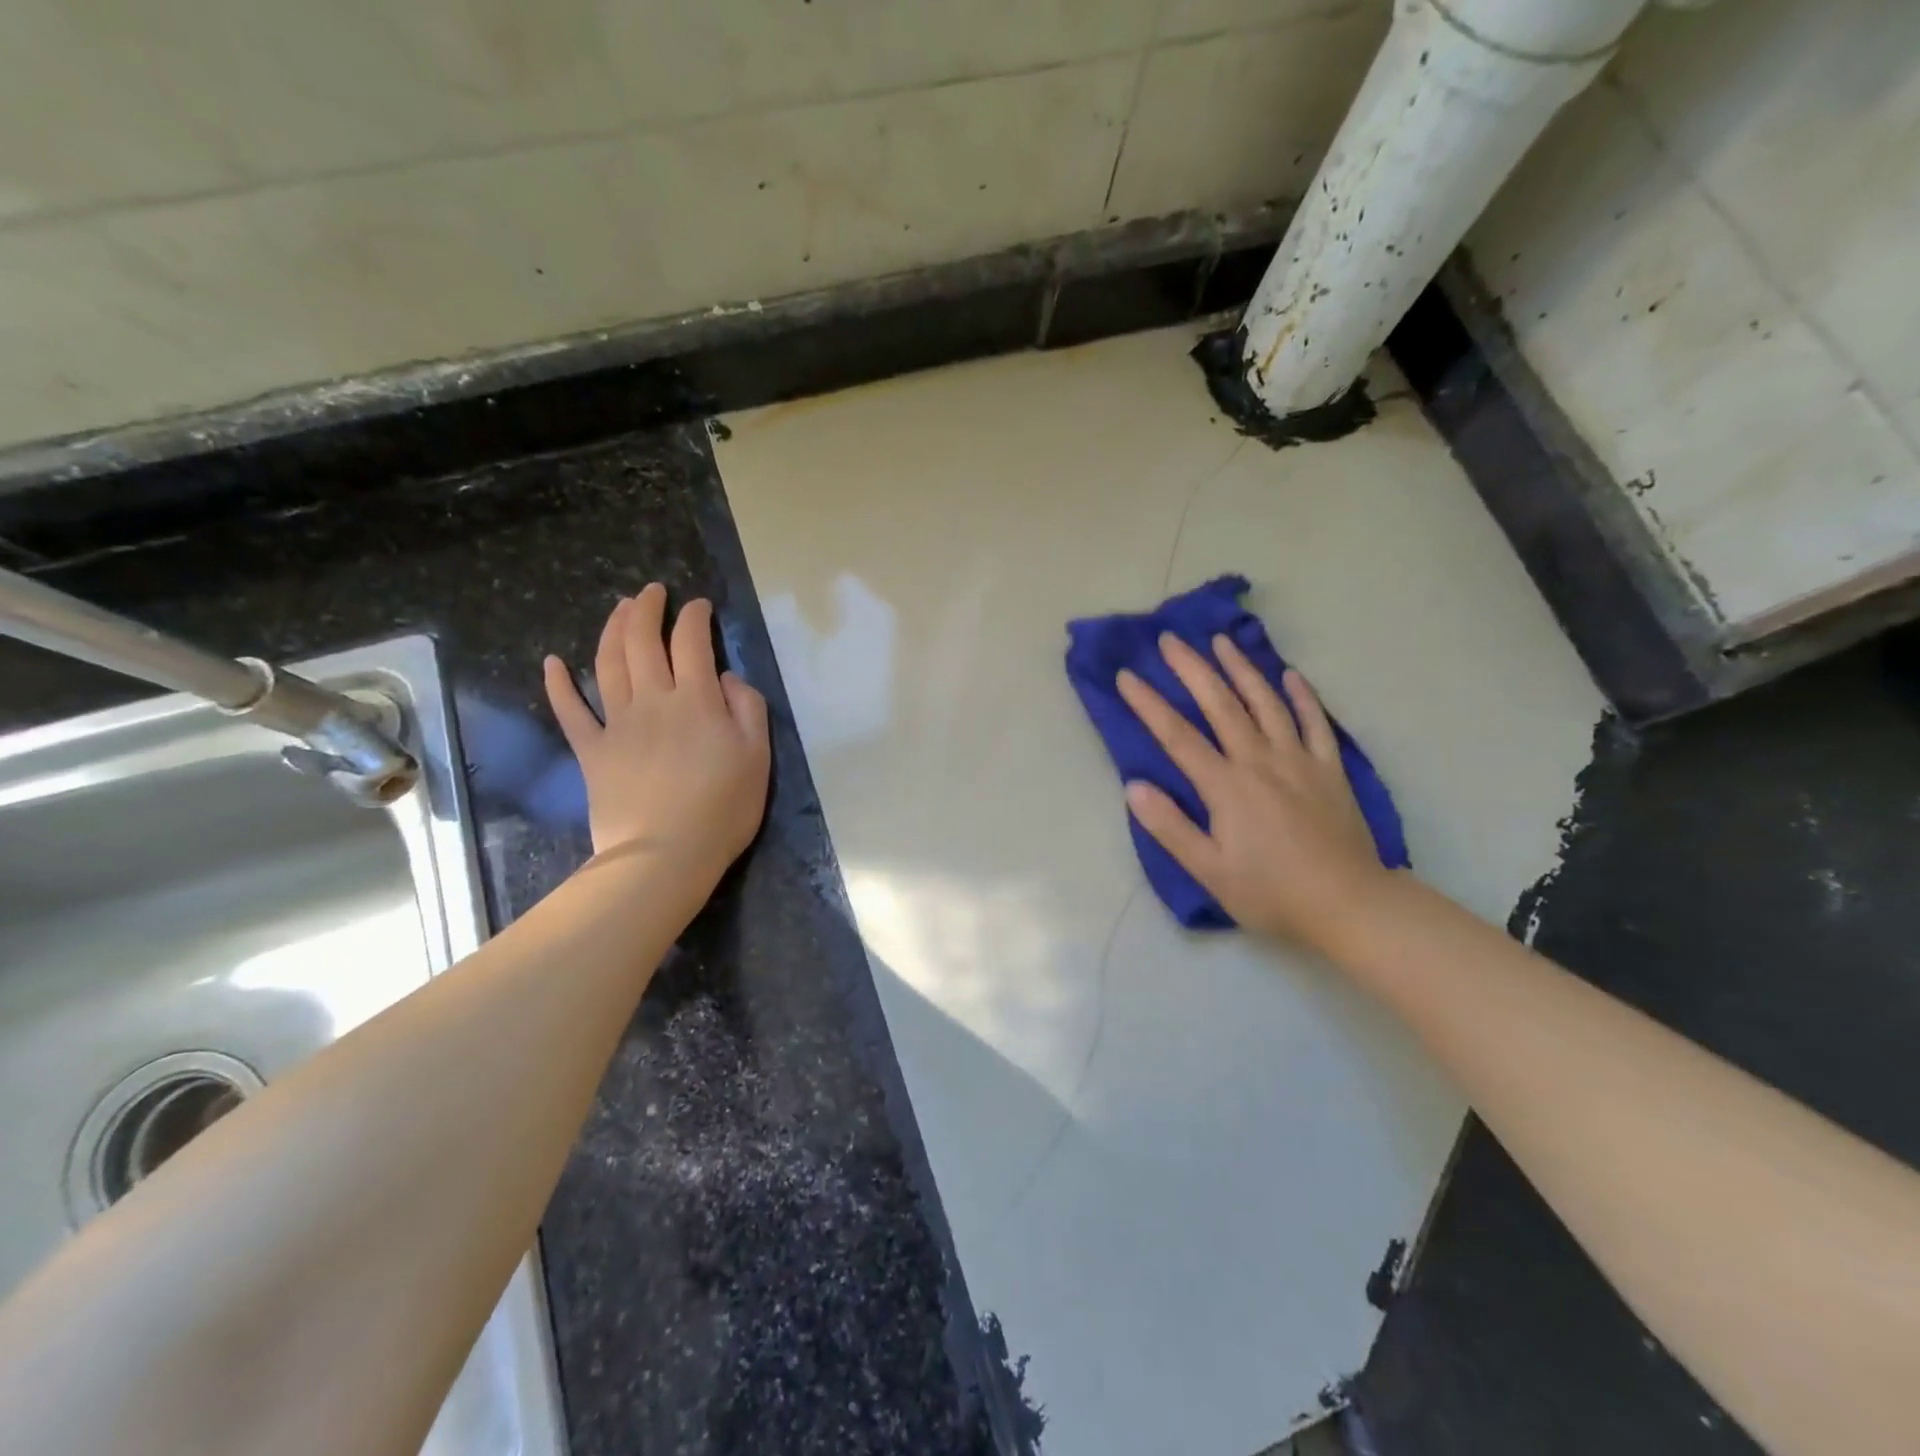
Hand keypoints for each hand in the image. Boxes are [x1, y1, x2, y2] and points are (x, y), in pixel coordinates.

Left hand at [543, 584, 770, 883]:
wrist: (664, 856)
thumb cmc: (722, 809)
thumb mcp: (757, 758)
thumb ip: (748, 709)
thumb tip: (726, 678)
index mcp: (696, 701)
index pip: (692, 643)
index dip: (694, 617)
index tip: (699, 605)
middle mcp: (653, 701)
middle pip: (643, 642)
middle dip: (648, 609)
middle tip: (652, 591)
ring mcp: (617, 724)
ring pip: (608, 664)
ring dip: (613, 629)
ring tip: (620, 609)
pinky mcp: (592, 751)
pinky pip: (571, 712)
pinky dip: (559, 684)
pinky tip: (553, 662)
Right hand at [1117, 634, 1391, 951]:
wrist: (1350, 906)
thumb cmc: (1271, 893)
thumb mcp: (1209, 871)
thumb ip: (1170, 827)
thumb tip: (1134, 787)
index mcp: (1226, 787)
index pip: (1178, 736)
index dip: (1149, 704)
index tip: (1127, 676)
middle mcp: (1260, 761)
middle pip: (1221, 705)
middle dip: (1192, 668)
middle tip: (1171, 639)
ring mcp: (1299, 761)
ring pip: (1266, 703)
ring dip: (1242, 669)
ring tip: (1222, 641)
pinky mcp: (1330, 769)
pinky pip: (1315, 723)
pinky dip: (1302, 696)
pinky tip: (1290, 674)